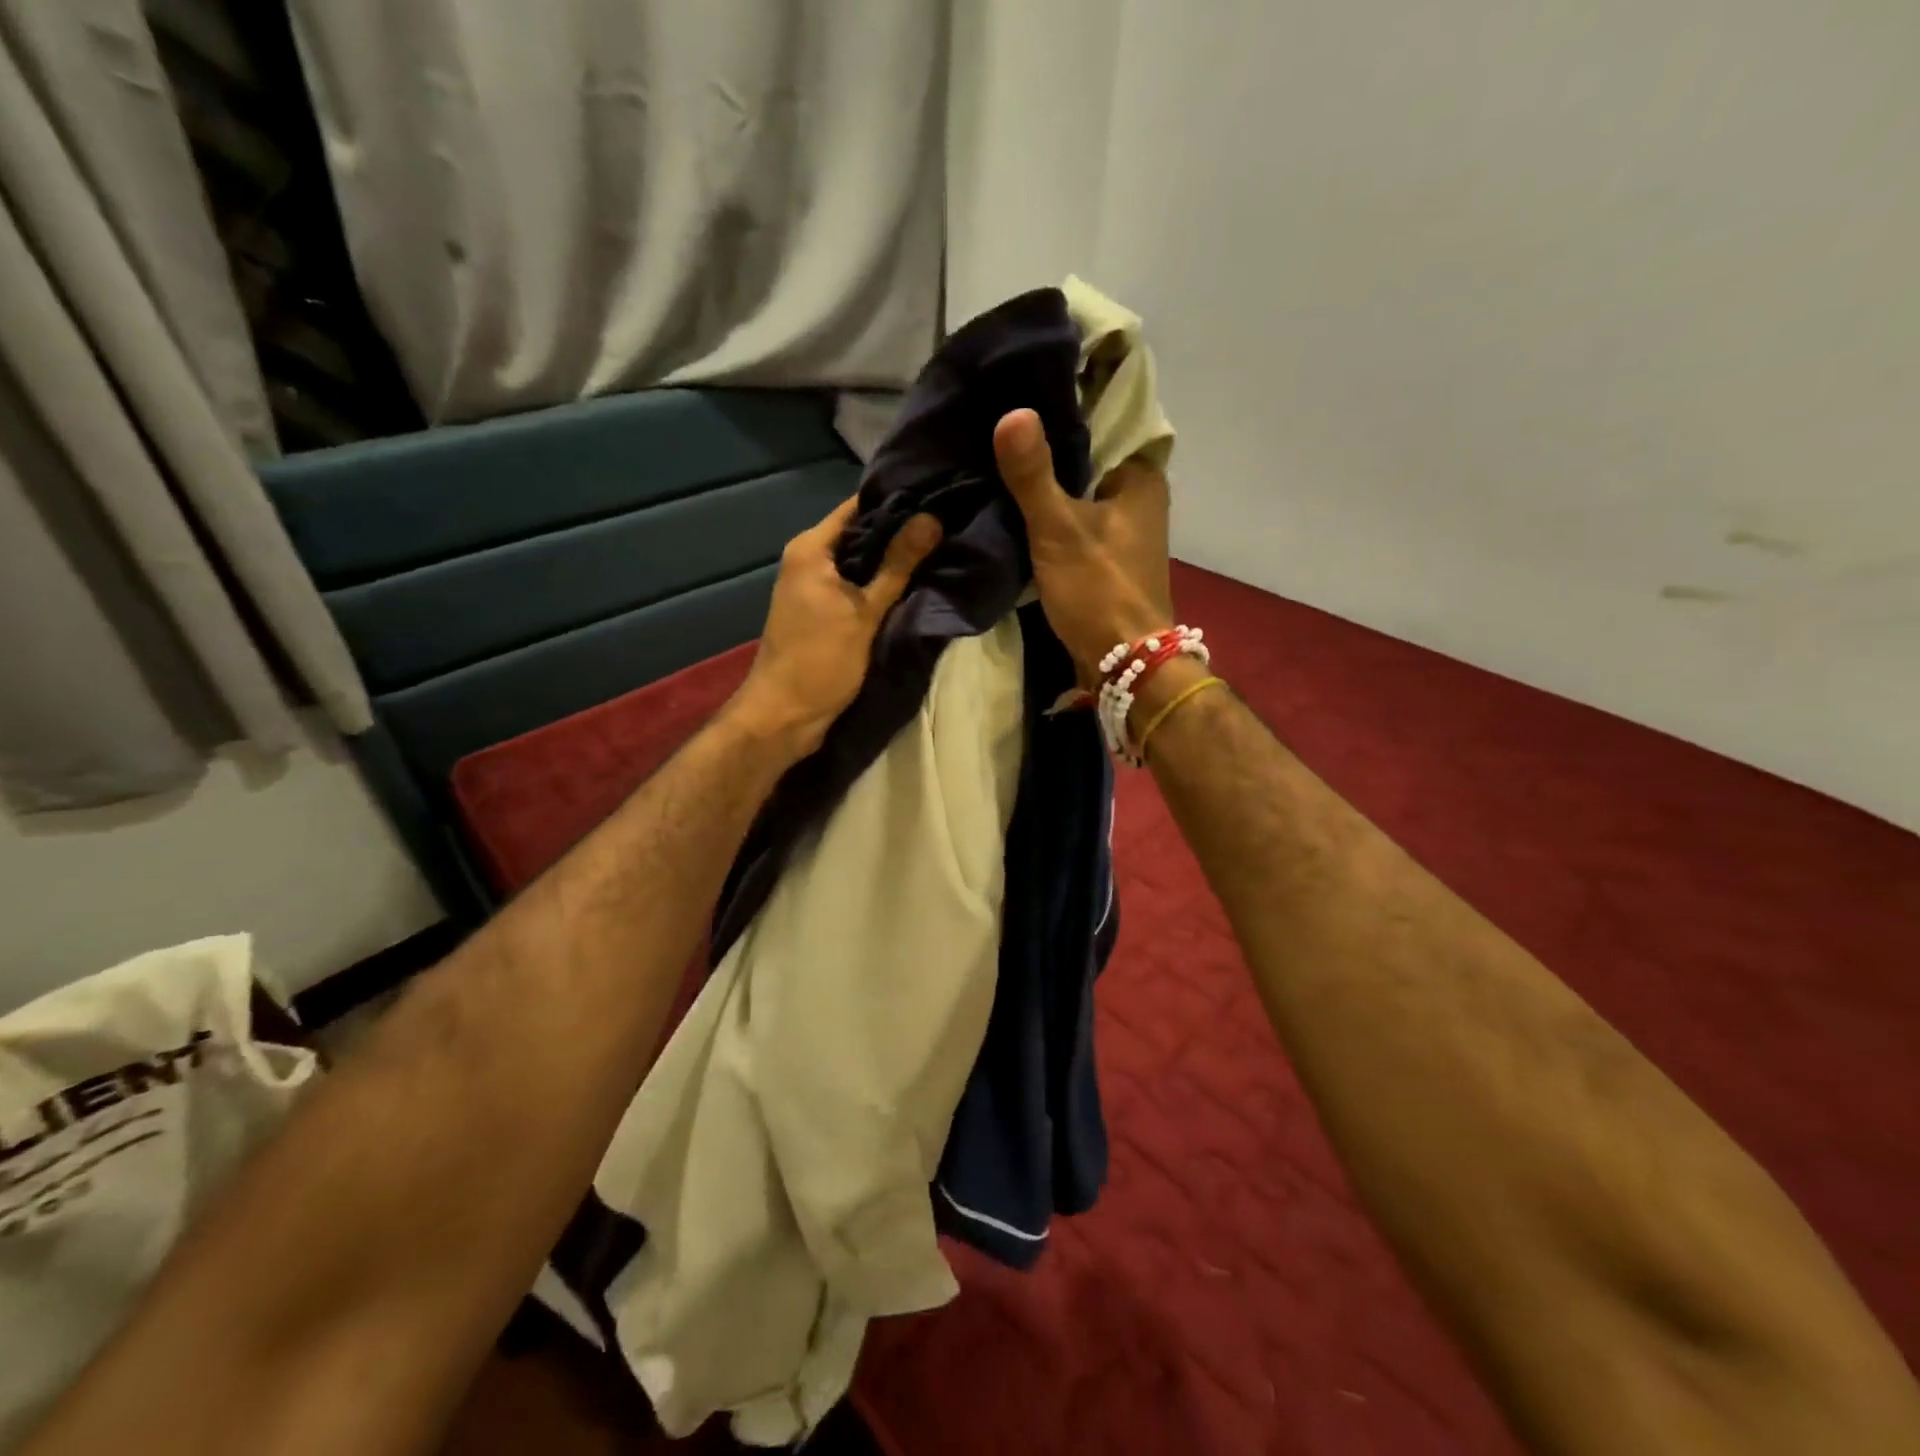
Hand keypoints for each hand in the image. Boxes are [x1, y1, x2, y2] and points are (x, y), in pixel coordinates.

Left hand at [728, 496, 942, 756]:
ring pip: (860, 562)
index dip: (897, 501)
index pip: (858, 507)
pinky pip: (856, 586)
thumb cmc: (820, 660)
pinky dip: (881, 584)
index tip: (938, 497)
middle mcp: (808, 559)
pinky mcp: (823, 612)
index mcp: (810, 548)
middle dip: (901, 531)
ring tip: (941, 549)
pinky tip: (915, 584)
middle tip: (948, 525)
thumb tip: (932, 519)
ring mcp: (814, 587)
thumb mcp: (864, 612)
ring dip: (893, 560)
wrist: (784, 716)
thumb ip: (897, 565)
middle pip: (861, 533)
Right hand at [993, 408, 1173, 680]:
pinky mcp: (1107, 557)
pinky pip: (1076, 520)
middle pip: (1089, 457)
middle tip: (1001, 423)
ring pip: (1080, 491)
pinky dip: (1051, 514)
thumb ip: (1033, 474)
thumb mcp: (1058, 528)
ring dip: (1048, 482)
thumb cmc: (1099, 590)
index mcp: (1141, 478)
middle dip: (1050, 445)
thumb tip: (1013, 412)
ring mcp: (1124, 530)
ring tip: (1001, 456)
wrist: (1123, 663)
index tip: (1024, 390)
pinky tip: (1017, 504)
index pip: (1105, 421)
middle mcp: (1139, 497)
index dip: (1066, 405)